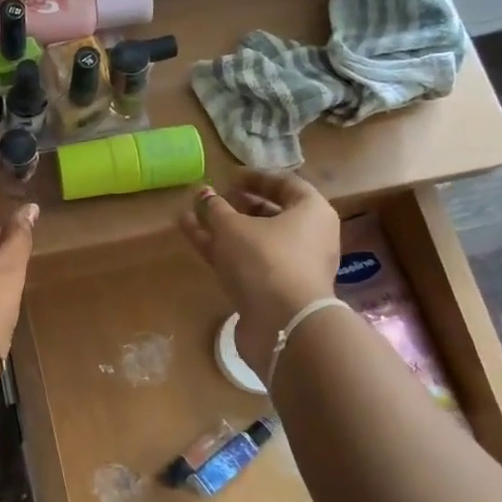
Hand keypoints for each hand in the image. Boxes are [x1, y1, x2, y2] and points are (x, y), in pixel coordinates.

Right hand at [178, 170, 341, 378]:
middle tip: (211, 199)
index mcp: (311, 212)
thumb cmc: (265, 260)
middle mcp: (307, 237)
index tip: (228, 176)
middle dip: (237, 205)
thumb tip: (203, 194)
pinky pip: (245, 261)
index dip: (255, 178)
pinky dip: (221, 249)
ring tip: (190, 215)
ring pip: (253, 240)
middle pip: (270, 214)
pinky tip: (192, 236)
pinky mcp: (272, 290)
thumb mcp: (233, 227)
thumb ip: (215, 209)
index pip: (285, 184)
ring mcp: (289, 266)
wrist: (283, 324)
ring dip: (222, 227)